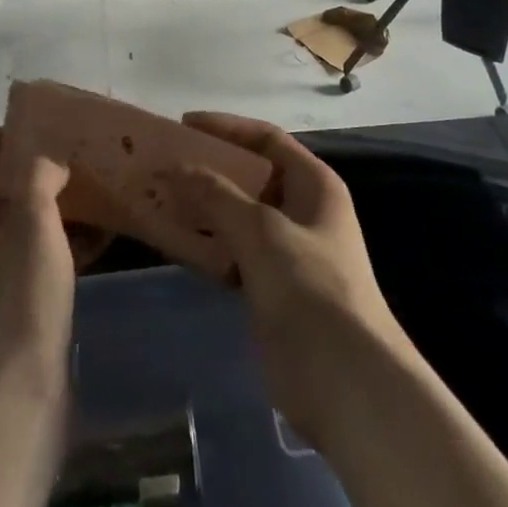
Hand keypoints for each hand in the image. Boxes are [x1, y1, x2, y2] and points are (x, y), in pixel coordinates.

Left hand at [0, 129, 75, 413]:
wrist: (16, 405)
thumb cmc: (17, 304)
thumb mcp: (31, 227)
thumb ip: (37, 179)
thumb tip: (48, 162)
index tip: (19, 140)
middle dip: (21, 170)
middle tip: (62, 158)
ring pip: (10, 225)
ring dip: (45, 204)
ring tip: (86, 190)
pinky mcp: (10, 307)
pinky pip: (31, 257)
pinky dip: (59, 239)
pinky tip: (100, 235)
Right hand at [164, 112, 410, 447]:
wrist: (347, 381)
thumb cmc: (311, 289)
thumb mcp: (261, 232)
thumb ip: (216, 196)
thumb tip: (175, 168)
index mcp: (314, 184)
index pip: (267, 139)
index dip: (226, 128)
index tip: (183, 125)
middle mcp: (303, 210)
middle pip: (251, 176)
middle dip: (209, 169)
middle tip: (164, 165)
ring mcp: (289, 251)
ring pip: (239, 216)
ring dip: (204, 209)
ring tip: (160, 199)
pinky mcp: (273, 288)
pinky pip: (235, 253)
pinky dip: (208, 245)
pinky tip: (177, 244)